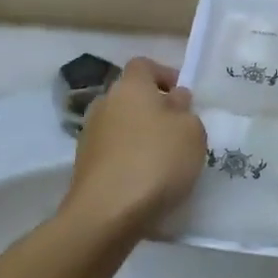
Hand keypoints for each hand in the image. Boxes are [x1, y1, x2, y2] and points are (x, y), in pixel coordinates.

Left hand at [63, 58, 206, 234]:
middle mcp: (105, 104)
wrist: (107, 212)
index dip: (165, 74)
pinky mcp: (84, 166)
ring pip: (122, 126)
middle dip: (154, 109)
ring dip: (141, 136)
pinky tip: (146, 181)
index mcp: (130, 87)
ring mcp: (90, 136)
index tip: (183, 96)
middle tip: (179, 130)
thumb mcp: (192, 132)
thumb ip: (185, 111)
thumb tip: (174, 101)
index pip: (144, 65)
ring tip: (165, 160)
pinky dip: (129, 160)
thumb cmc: (156, 160)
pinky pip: (114, 153)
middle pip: (131, 97)